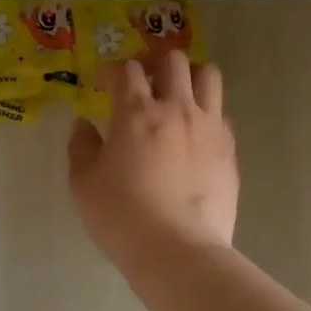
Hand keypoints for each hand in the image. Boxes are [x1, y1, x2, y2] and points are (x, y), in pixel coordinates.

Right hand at [68, 51, 237, 263]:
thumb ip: (81, 147)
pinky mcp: (229, 149)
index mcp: (137, 112)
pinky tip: (193, 133)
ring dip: (189, 76)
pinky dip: (205, 111)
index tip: (101, 84)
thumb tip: (84, 125)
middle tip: (141, 81)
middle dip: (154, 62)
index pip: (126, 69)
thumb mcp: (83, 183)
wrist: (178, 251)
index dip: (111, 71)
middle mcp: (177, 108)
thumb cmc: (122, 215)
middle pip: (173, 60)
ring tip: (176, 95)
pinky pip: (221, 112)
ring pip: (208, 75)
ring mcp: (209, 126)